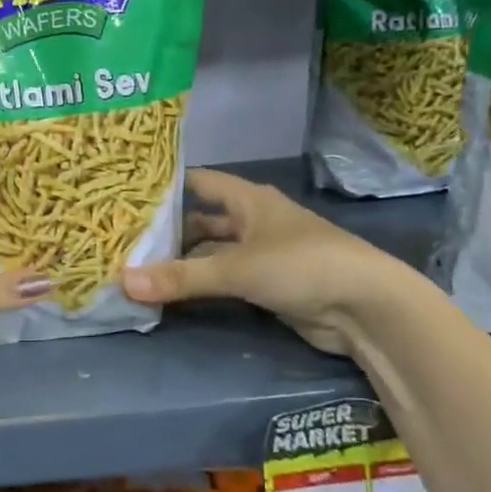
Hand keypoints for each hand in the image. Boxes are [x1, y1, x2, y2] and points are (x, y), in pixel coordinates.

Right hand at [121, 168, 418, 354]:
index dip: (165, 185)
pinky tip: (170, 294)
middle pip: (201, 221)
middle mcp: (253, 221)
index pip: (198, 182)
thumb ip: (181, 277)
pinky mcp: (267, 286)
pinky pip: (223, 280)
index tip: (126, 193)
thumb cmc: (302, 266)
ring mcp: (261, 254)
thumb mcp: (237, 268)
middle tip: (123, 239)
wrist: (367, 309)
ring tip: (137, 269)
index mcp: (248, 200)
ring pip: (211, 253)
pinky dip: (200, 286)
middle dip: (167, 231)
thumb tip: (123, 282)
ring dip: (182, 262)